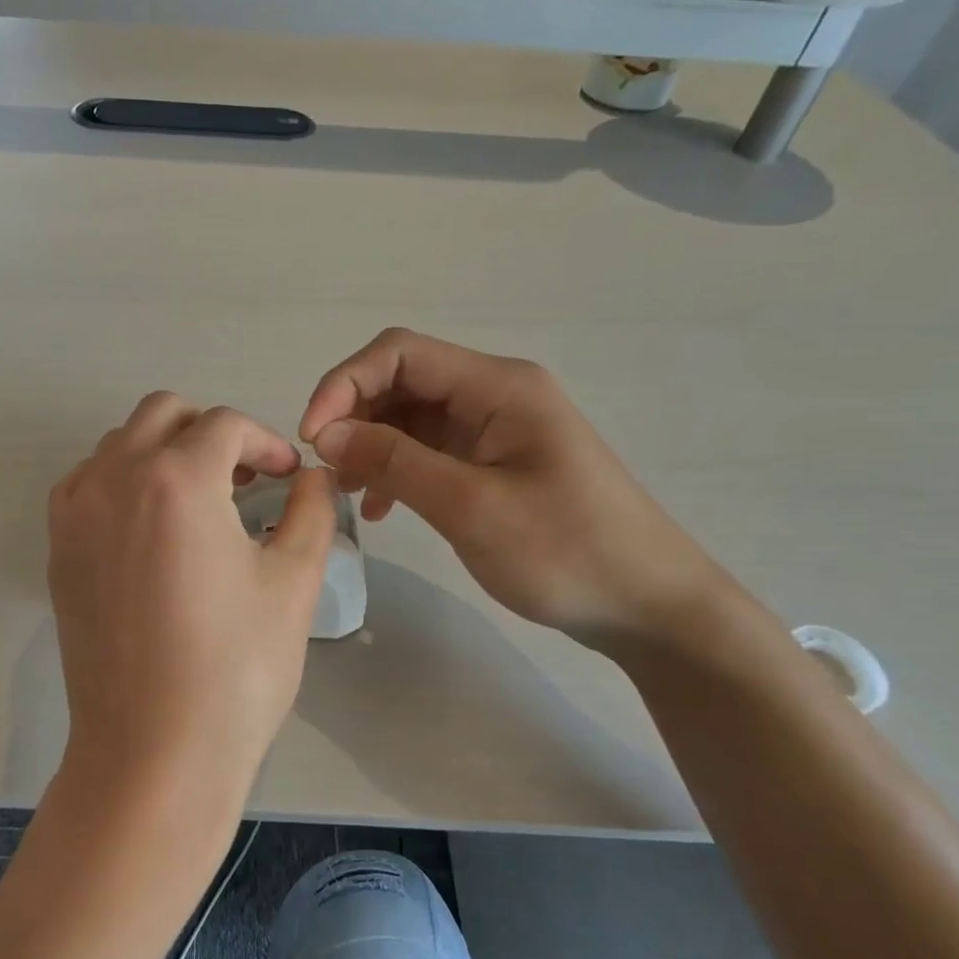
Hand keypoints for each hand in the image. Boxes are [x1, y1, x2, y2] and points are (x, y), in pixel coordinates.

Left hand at [48, 394, 336, 808]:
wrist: (152, 750)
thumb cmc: (236, 668)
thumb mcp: (294, 582)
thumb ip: (311, 510)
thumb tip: (313, 476)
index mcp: (177, 478)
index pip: (226, 425)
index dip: (266, 442)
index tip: (287, 476)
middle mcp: (115, 477)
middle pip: (165, 413)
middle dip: (212, 431)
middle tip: (245, 477)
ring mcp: (77, 512)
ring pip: (120, 442)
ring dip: (165, 450)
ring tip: (201, 500)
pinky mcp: (59, 548)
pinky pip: (89, 481)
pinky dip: (124, 479)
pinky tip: (154, 526)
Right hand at [299, 329, 723, 648]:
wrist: (646, 606)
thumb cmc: (566, 551)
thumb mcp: (471, 506)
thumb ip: (396, 462)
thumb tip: (326, 435)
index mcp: (497, 386)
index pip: (399, 353)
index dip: (344, 384)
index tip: (312, 438)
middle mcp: (493, 395)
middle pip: (401, 381)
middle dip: (354, 417)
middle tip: (325, 472)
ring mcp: (494, 430)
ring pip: (410, 419)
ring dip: (370, 447)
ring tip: (346, 493)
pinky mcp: (492, 464)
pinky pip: (428, 451)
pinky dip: (396, 471)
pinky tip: (380, 508)